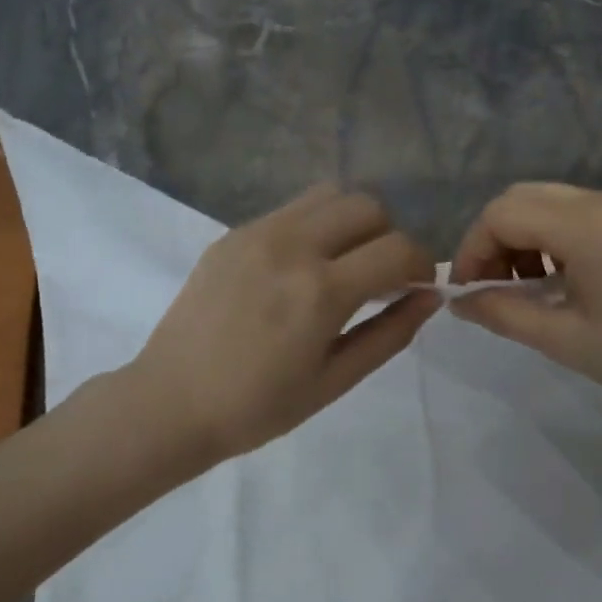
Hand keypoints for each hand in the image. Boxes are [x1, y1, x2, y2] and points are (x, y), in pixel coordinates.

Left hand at [127, 186, 438, 462]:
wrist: (170, 402)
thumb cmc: (258, 407)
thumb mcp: (335, 380)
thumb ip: (390, 333)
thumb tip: (431, 296)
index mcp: (321, 291)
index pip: (398, 248)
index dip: (422, 264)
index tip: (417, 287)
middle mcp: (292, 246)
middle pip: (367, 206)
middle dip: (389, 237)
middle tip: (380, 278)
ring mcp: (257, 233)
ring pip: (329, 195)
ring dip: (352, 222)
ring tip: (343, 264)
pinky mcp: (233, 234)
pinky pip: (291, 210)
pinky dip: (315, 226)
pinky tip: (301, 268)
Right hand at [448, 182, 601, 421]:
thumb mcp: (564, 340)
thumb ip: (502, 313)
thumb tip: (459, 301)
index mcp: (586, 224)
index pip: (502, 214)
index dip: (471, 250)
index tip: (466, 293)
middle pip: (522, 199)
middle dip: (493, 241)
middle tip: (489, 290)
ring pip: (549, 204)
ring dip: (522, 239)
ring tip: (523, 291)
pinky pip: (578, 215)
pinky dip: (552, 240)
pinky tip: (557, 283)